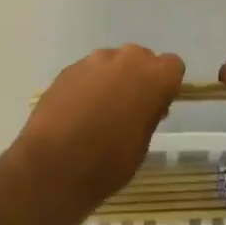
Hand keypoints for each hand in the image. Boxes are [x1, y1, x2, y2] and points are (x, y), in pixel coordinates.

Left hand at [9, 44, 183, 224]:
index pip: (173, 65)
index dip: (165, 84)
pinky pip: (88, 72)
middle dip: (138, 78)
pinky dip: (88, 86)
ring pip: (112, 63)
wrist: (53, 166)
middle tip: (128, 109)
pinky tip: (77, 112)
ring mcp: (94, 61)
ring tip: (98, 112)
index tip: (156, 105)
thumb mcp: (142, 144)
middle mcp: (126, 59)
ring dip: (111, 79)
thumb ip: (149, 113)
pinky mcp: (69, 69)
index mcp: (153, 76)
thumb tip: (146, 103)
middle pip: (141, 58)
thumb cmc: (108, 162)